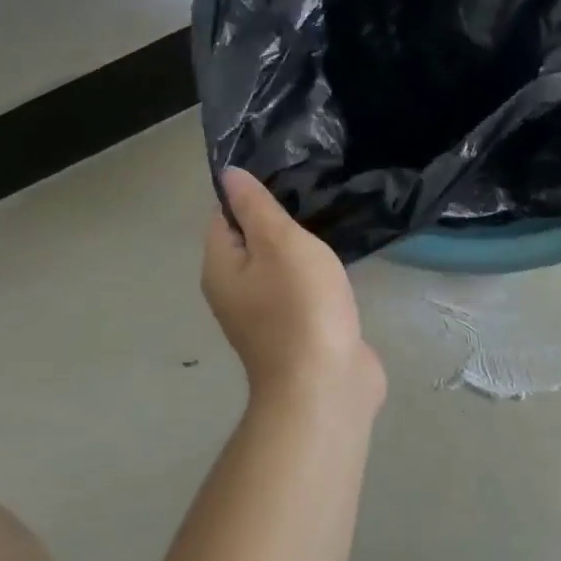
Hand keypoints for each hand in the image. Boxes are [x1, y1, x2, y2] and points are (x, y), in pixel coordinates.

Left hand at [202, 170, 385, 414]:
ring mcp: (267, 317)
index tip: (289, 179)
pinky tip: (340, 268)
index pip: (223, 217)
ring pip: (280, 269)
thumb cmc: (301, 306)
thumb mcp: (279, 243)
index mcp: (220, 268)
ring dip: (302, 252)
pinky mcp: (298, 333)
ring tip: (332, 226)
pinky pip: (302, 293)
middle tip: (316, 198)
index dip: (251, 197)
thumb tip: (228, 175)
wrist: (325, 384)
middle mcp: (235, 292)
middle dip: (281, 223)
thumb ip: (255, 207)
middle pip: (252, 243)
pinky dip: (317, 279)